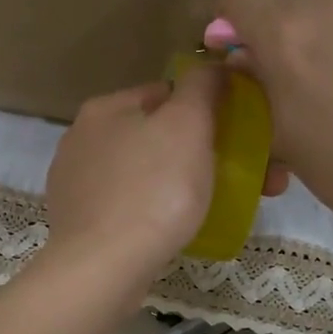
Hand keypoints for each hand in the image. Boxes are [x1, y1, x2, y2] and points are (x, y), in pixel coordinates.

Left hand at [42, 67, 225, 294]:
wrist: (103, 268)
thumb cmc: (152, 190)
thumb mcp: (186, 125)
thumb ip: (203, 87)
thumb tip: (214, 65)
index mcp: (106, 108)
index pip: (168, 93)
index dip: (210, 109)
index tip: (244, 136)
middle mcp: (84, 139)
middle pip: (159, 135)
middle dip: (207, 151)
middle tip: (253, 177)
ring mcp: (79, 183)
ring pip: (148, 172)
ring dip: (188, 181)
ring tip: (227, 204)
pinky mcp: (82, 222)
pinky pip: (133, 205)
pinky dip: (161, 210)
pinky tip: (182, 227)